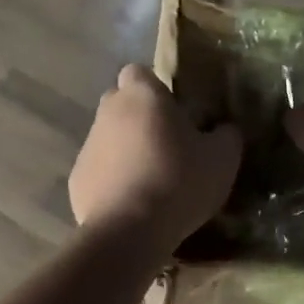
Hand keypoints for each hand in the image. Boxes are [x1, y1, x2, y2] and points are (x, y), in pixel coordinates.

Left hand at [70, 65, 242, 250]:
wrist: (129, 231)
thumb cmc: (178, 181)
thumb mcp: (223, 158)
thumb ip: (227, 135)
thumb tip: (224, 128)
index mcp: (142, 96)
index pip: (138, 72)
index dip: (155, 87)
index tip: (174, 110)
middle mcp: (108, 112)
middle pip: (120, 103)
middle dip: (139, 116)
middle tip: (167, 143)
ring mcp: (88, 146)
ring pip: (108, 137)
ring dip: (126, 150)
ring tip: (152, 179)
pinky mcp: (77, 179)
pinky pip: (99, 170)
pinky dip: (113, 180)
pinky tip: (133, 203)